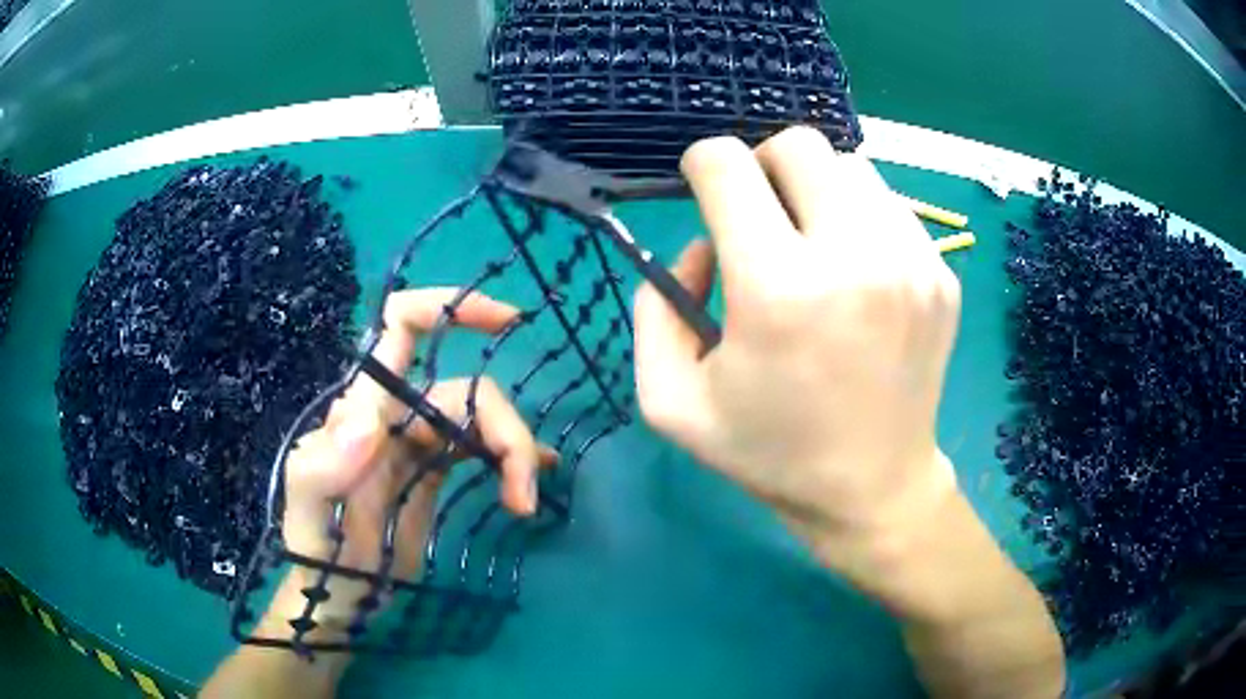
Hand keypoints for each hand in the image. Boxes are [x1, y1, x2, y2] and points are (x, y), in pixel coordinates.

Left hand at [272, 289, 555, 633]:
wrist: (337, 594)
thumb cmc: (317, 554)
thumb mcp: (309, 515)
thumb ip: (323, 467)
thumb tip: (367, 419)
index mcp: (363, 410)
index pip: (401, 330)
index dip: (449, 308)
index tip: (506, 320)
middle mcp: (393, 416)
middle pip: (465, 392)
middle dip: (505, 431)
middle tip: (523, 494)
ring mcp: (416, 444)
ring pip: (481, 420)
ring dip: (515, 453)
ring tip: (524, 502)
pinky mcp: (434, 472)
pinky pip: (479, 448)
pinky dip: (510, 459)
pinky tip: (531, 482)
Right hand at [634, 127, 961, 567]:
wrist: (873, 490)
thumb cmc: (769, 453)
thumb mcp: (670, 401)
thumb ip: (657, 309)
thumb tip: (701, 247)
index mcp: (778, 290)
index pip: (727, 165)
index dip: (702, 166)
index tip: (704, 194)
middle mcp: (853, 257)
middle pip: (798, 144)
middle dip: (762, 166)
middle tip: (759, 217)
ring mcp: (911, 261)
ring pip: (850, 166)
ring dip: (816, 190)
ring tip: (811, 245)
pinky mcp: (941, 274)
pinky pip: (890, 205)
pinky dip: (860, 217)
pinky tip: (855, 269)